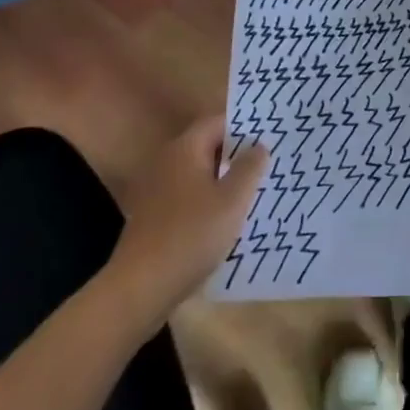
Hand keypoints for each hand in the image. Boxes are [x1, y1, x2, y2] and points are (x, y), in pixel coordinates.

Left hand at [106, 116, 266, 323]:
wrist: (140, 288)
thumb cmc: (191, 235)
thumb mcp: (232, 200)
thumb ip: (249, 167)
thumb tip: (259, 145)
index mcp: (185, 148)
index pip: (217, 122)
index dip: (244, 127)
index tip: (270, 137)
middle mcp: (167, 161)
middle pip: (207, 146)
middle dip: (236, 154)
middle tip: (267, 164)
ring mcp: (156, 189)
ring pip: (198, 173)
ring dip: (223, 179)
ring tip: (252, 191)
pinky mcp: (153, 215)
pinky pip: (187, 195)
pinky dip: (207, 200)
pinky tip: (225, 219)